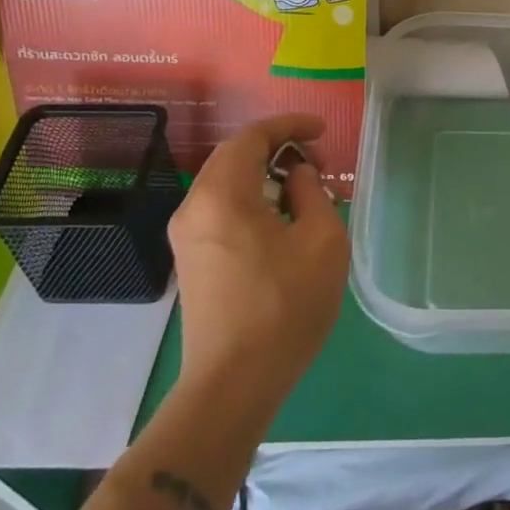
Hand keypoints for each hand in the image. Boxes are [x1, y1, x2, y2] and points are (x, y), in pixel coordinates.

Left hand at [166, 113, 348, 392]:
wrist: (234, 382)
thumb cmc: (285, 306)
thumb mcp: (321, 241)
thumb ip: (312, 193)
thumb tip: (298, 176)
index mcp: (223, 196)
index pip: (252, 137)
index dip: (289, 126)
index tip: (322, 130)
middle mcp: (194, 207)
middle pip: (233, 156)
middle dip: (276, 147)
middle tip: (317, 162)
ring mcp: (186, 236)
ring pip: (225, 182)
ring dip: (263, 173)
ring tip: (304, 189)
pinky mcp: (190, 259)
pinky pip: (220, 208)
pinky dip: (250, 197)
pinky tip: (280, 219)